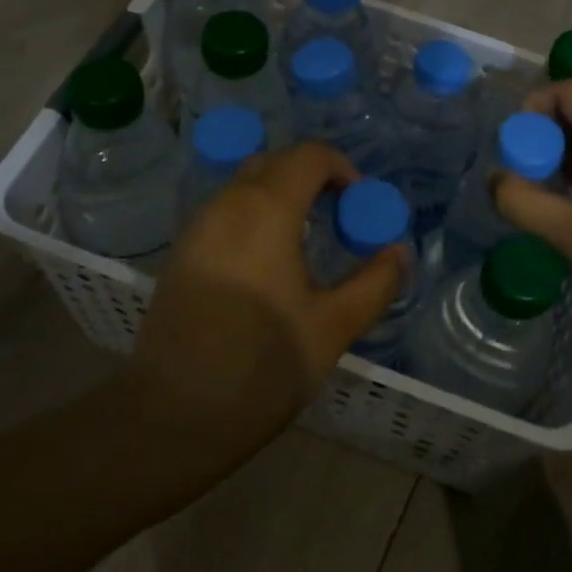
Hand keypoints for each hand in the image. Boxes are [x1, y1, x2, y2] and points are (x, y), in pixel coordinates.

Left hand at [130, 142, 405, 461]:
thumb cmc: (262, 367)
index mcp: (266, 210)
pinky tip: (269, 265)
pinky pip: (226, 211)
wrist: (172, 416)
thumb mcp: (333, 327)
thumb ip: (374, 283)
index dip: (343, 169)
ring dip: (282, 196)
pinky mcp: (181, 253)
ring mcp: (197, 227)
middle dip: (314, 179)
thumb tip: (399, 252)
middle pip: (276, 163)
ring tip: (307, 243)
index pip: (310, 156)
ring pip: (246, 185)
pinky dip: (255, 216)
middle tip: (338, 221)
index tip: (360, 209)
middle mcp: (227, 204)